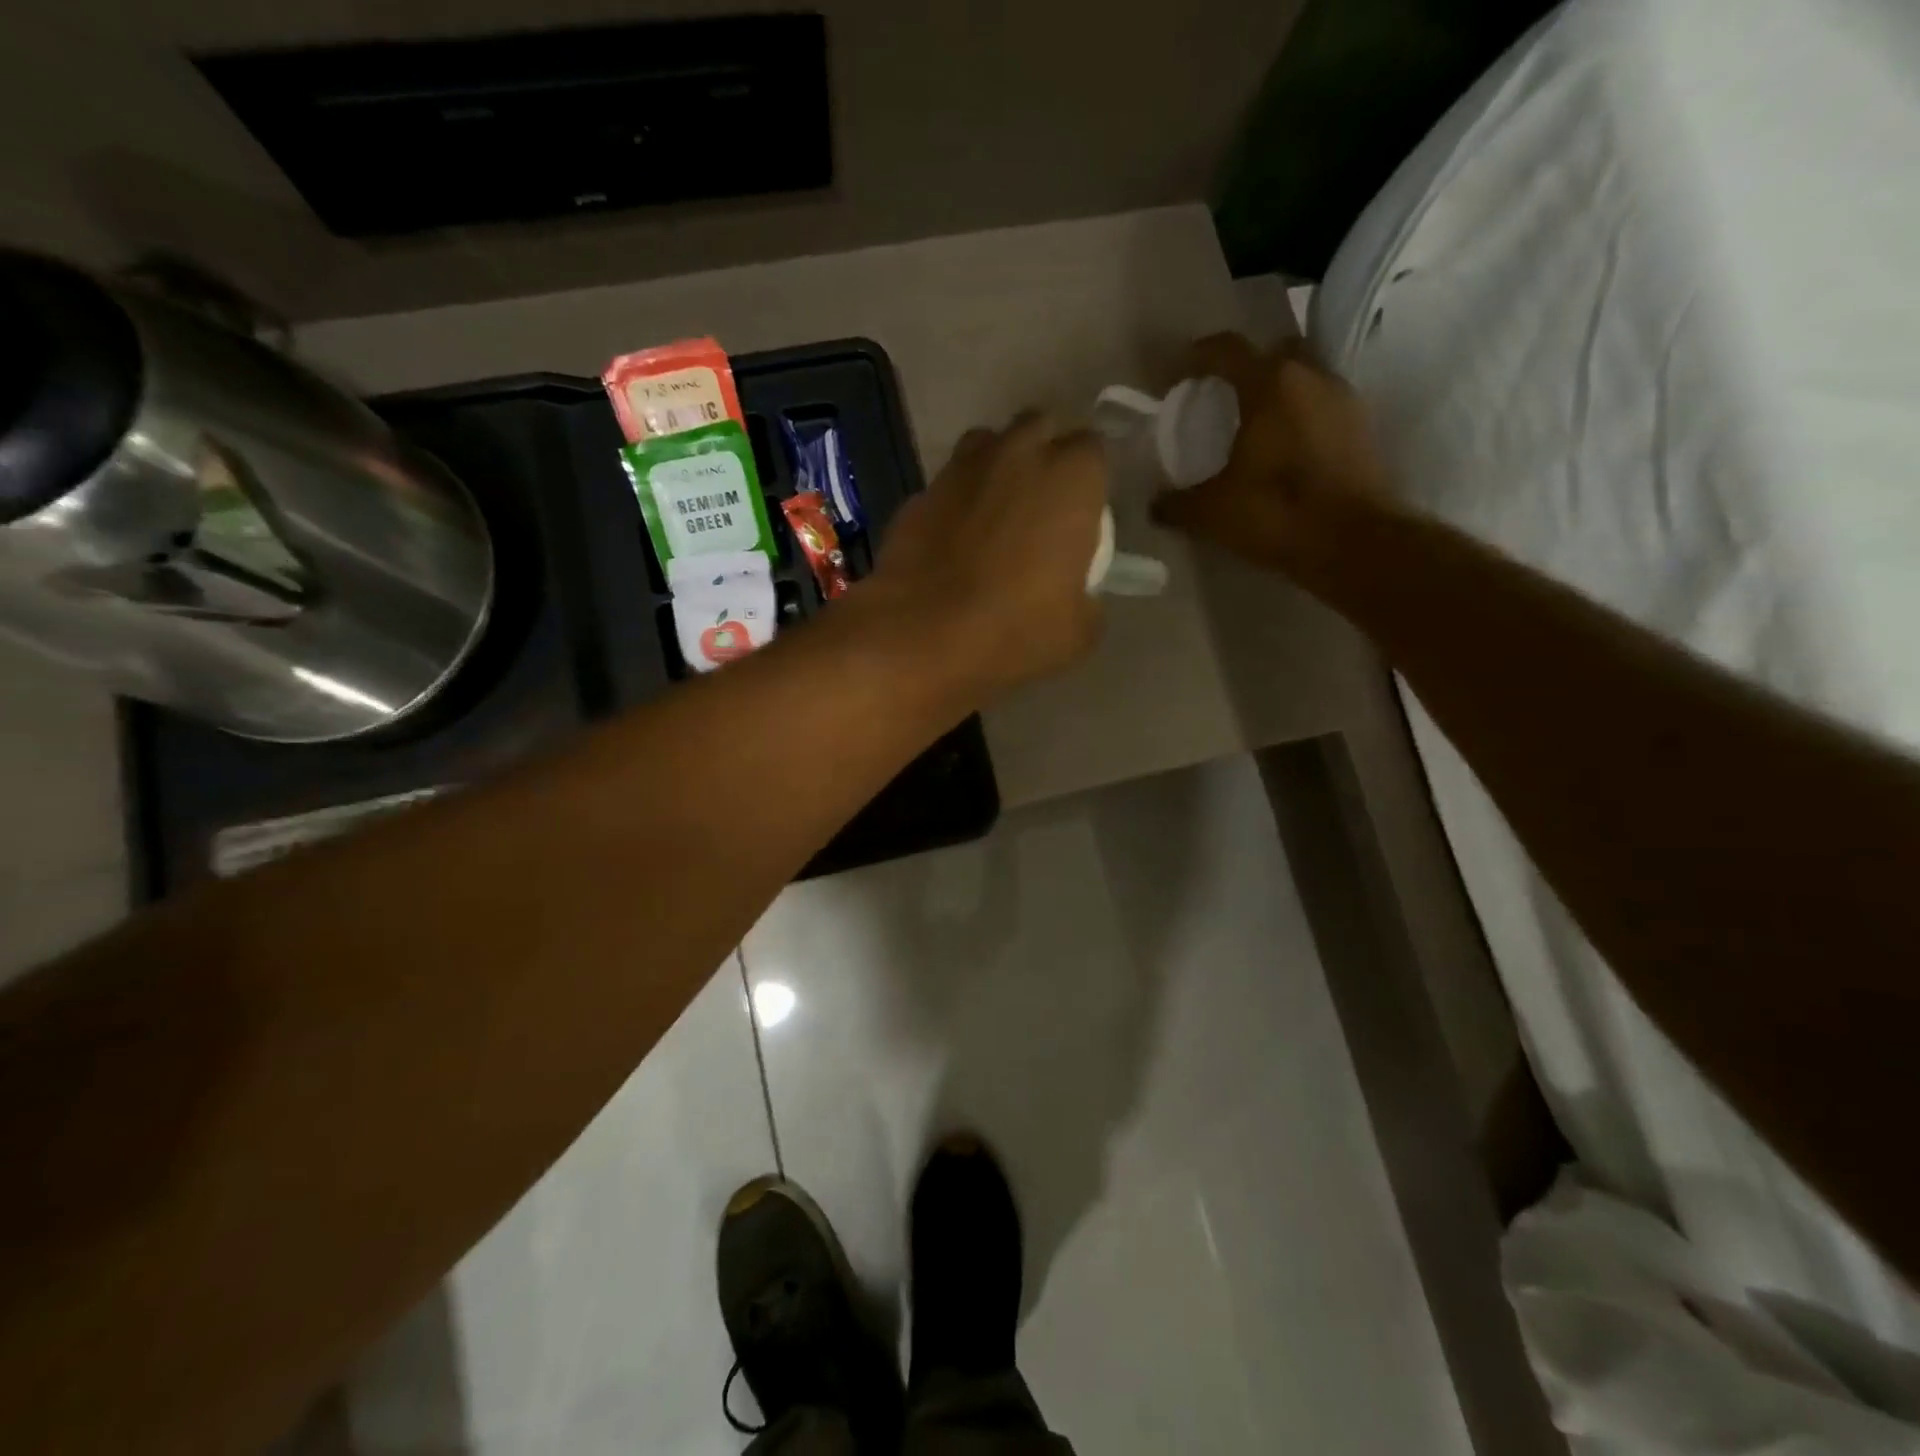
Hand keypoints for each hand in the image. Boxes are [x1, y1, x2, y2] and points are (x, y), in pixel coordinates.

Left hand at [870, 411, 1106, 701]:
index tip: (1083, 512)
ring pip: (986, 445)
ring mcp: (960, 468)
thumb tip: (1077, 594)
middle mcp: (1017, 453)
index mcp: (1071, 477)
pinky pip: (947, 485)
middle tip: (1041, 503)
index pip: (1092, 450)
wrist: (922, 636)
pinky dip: (955, 502)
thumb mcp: (1078, 630)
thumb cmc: (1016, 630)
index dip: (1089, 479)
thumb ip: (1086, 596)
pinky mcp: (918, 493)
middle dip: (1042, 454)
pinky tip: (952, 541)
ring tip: (995, 512)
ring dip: (996, 467)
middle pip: (1038, 428)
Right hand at [1149, 333, 1394, 572]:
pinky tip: (1284, 451)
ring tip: (1254, 427)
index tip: (1176, 372)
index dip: (1197, 356)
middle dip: (1249, 367)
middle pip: (1275, 352)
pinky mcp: (1363, 429)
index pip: (1226, 349)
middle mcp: (1311, 377)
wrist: (1354, 544)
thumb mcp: (1212, 512)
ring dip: (1280, 394)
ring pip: (1305, 378)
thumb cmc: (1277, 512)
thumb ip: (1178, 503)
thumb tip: (1154, 505)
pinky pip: (1323, 408)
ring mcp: (1344, 400)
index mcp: (1269, 384)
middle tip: (1223, 397)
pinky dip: (1302, 419)